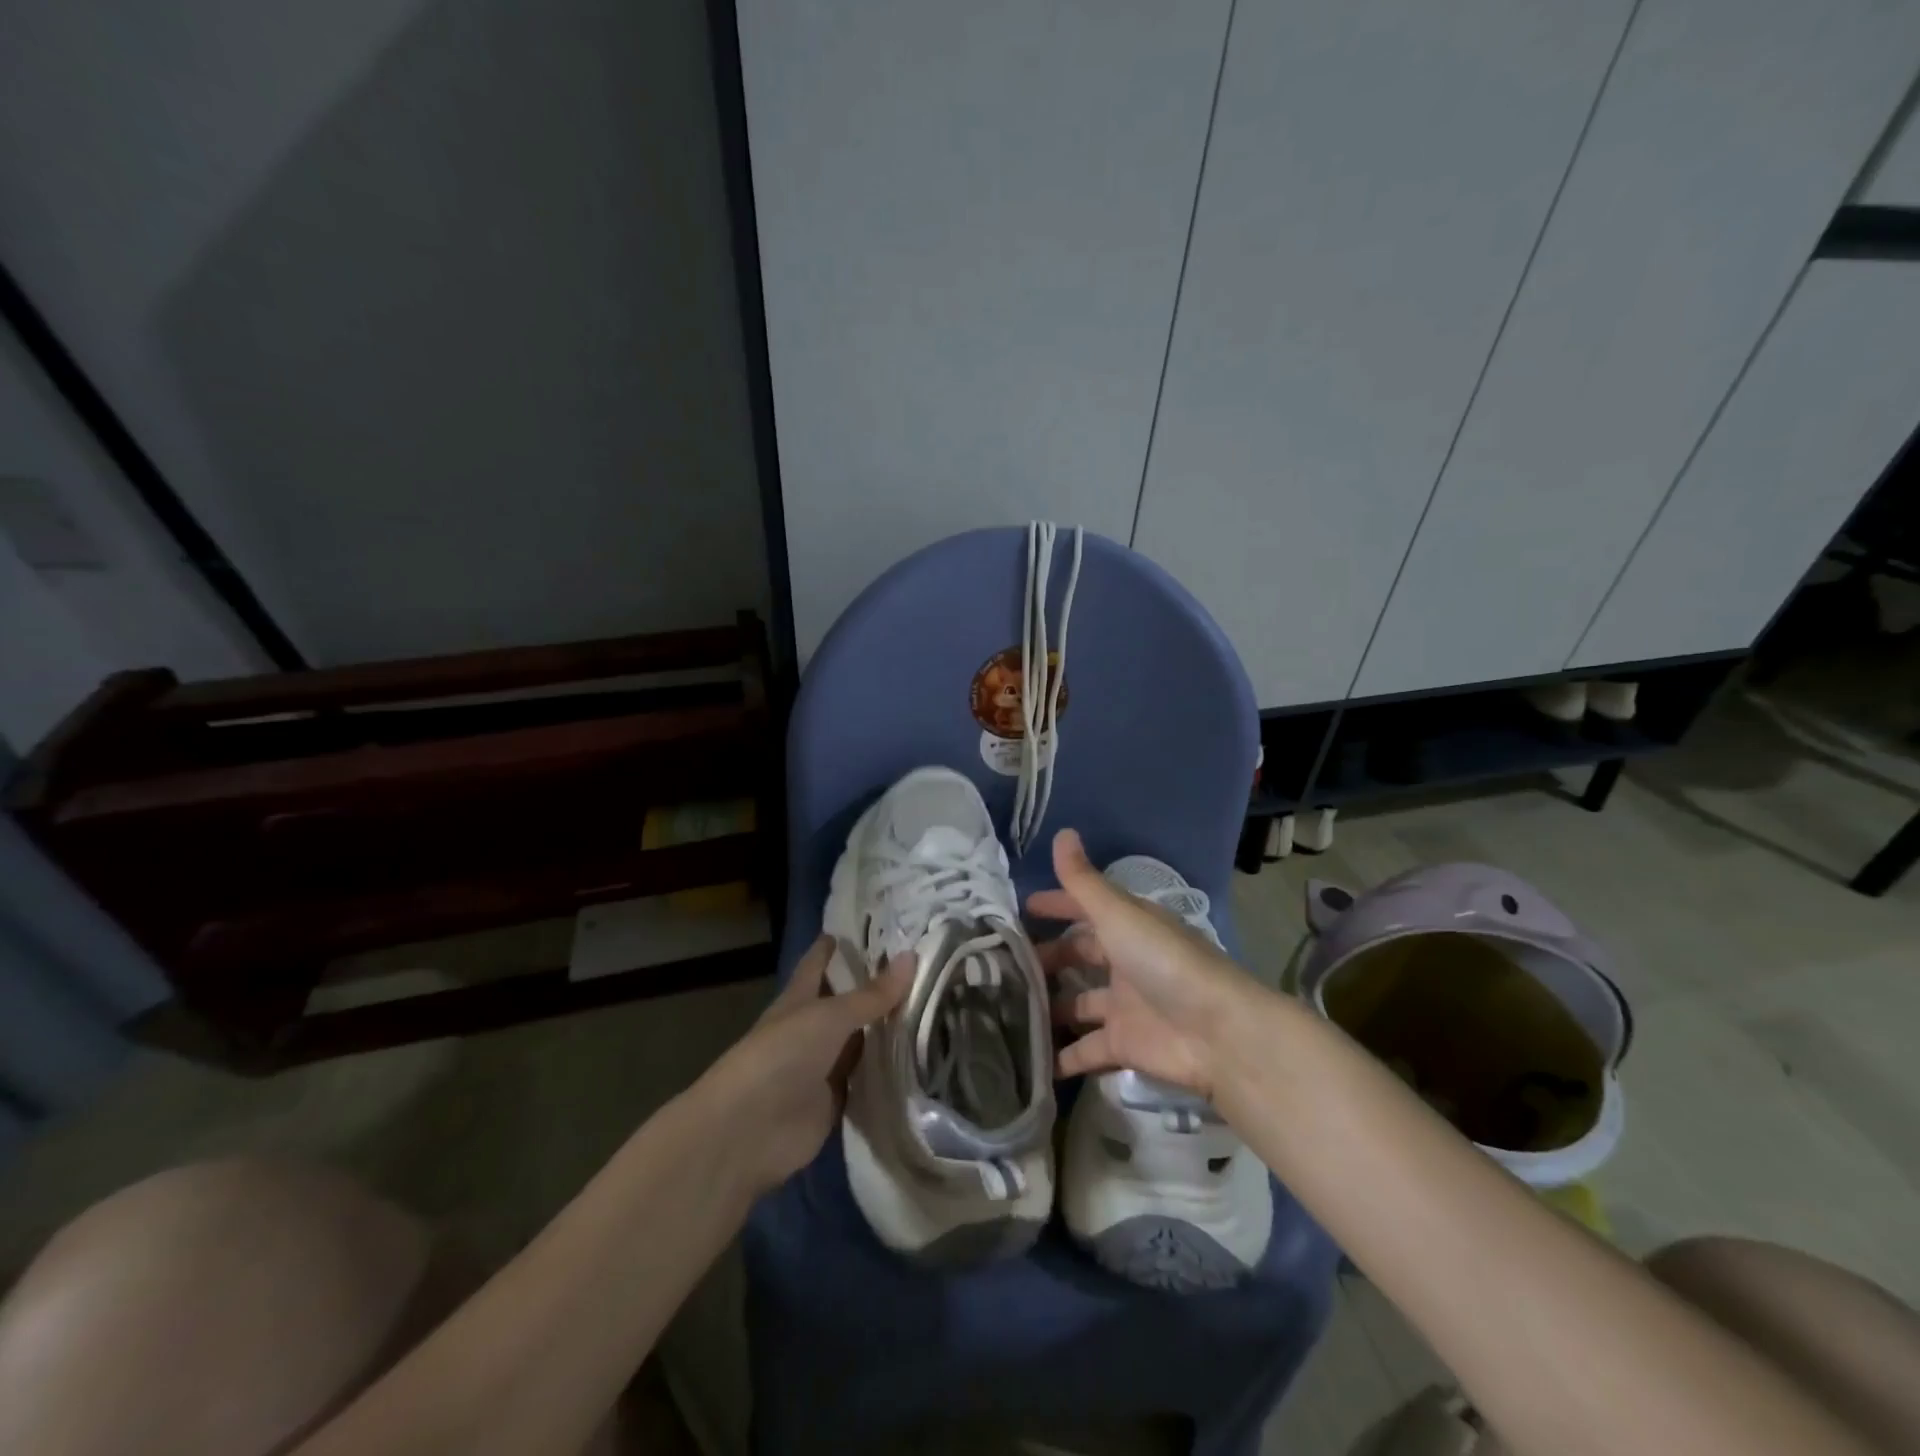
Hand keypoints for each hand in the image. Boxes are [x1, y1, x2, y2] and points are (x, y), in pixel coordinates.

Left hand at [698, 936, 910, 1194]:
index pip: (819, 963)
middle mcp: (811, 1029)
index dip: (836, 946)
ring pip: (860, 1042)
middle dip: (875, 988)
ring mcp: (823, 1067)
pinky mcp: (834, 1103)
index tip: (866, 927)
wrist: (748, 1131)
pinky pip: (866, 1081)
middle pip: (845, 1003)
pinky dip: (887, 1072)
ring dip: (886, 1031)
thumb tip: (912, 956)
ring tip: (932, 1008)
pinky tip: (920, 1059)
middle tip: (919, 968)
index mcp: (800, 998)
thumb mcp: (829, 1017)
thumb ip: (872, 995)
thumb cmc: (782, 1055)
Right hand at [1029, 828, 1254, 1099]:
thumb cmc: (1163, 962)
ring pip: (1077, 1003)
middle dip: (1046, 959)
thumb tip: (1062, 831)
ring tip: (1005, 1008)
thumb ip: (1083, 881)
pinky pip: (1085, 1049)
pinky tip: (1028, 1059)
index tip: (1020, 909)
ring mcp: (1124, 1006)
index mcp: (1128, 926)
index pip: (1084, 909)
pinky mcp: (1124, 1045)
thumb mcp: (1118, 914)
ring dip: (1048, 1005)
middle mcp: (1125, 962)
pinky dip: (1062, 1056)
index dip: (1055, 905)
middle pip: (1079, 956)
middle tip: (1003, 964)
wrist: (1216, 1032)